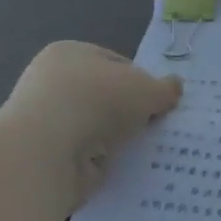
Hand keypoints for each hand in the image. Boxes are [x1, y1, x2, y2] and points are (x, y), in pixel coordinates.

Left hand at [0, 42, 182, 205]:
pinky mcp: (47, 155)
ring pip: (97, 128)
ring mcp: (48, 120)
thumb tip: (174, 87)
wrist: (46, 152)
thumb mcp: (145, 88)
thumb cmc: (96, 101)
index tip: (160, 102)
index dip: (142, 81)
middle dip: (131, 113)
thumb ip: (164, 88)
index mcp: (70, 53)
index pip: (116, 63)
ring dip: (117, 139)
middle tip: (158, 127)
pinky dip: (103, 161)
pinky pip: (86, 155)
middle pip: (106, 96)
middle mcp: (53, 82)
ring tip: (145, 151)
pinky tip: (121, 168)